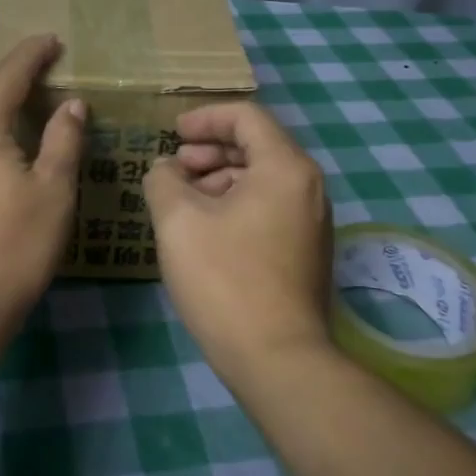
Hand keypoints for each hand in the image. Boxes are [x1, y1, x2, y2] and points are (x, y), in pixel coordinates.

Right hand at [142, 101, 333, 387]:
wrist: (277, 358)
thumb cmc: (225, 279)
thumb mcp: (179, 221)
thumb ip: (164, 180)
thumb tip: (166, 169)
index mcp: (285, 168)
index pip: (246, 117)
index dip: (205, 118)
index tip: (172, 133)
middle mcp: (308, 187)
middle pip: (257, 147)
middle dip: (210, 150)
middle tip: (174, 167)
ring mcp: (312, 223)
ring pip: (262, 181)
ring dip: (220, 180)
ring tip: (183, 200)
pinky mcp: (306, 253)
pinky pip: (270, 209)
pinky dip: (236, 205)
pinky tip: (206, 230)